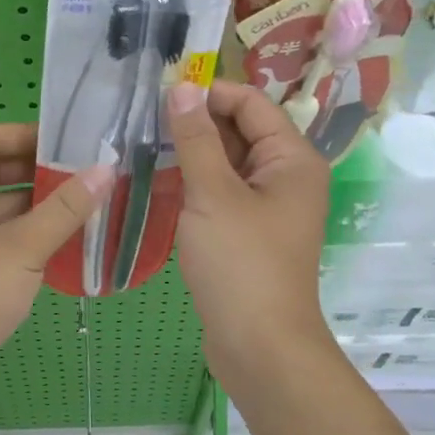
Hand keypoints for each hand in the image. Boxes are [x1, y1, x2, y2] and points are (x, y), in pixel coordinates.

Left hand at [0, 124, 111, 393]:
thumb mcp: (21, 249)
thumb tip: (104, 170)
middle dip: (39, 172)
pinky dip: (28, 237)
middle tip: (87, 175)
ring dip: (38, 208)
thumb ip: (64, 209)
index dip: (27, 134)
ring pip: (0, 210)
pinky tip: (64, 247)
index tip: (70, 142)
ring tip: (86, 208)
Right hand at [167, 81, 337, 396]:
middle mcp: (286, 176)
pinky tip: (159, 182)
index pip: (251, 103)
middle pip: (240, 131)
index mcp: (292, 159)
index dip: (209, 92)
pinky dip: (195, 184)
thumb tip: (182, 88)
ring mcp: (268, 207)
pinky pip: (222, 193)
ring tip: (142, 145)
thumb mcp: (212, 194)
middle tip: (143, 118)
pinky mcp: (248, 233)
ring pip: (227, 164)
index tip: (160, 91)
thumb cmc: (240, 264)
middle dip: (196, 123)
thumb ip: (196, 139)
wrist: (259, 346)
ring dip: (192, 154)